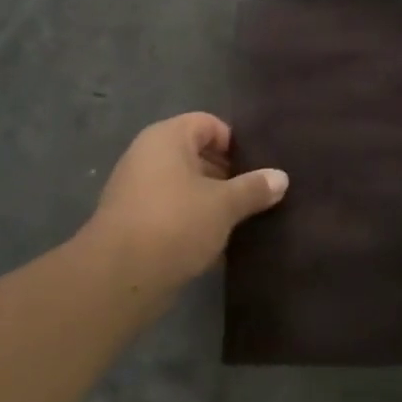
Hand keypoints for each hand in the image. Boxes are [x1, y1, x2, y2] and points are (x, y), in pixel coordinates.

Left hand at [85, 113, 287, 290]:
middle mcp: (147, 157)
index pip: (207, 124)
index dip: (234, 142)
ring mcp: (137, 191)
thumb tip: (281, 177)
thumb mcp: (224, 205)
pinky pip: (172, 213)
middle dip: (227, 175)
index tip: (257, 167)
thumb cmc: (176, 223)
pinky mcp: (133, 223)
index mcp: (167, 138)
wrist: (120, 277)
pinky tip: (218, 246)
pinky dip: (193, 224)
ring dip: (212, 203)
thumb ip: (254, 188)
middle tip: (256, 195)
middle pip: (196, 155)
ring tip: (242, 222)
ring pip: (185, 188)